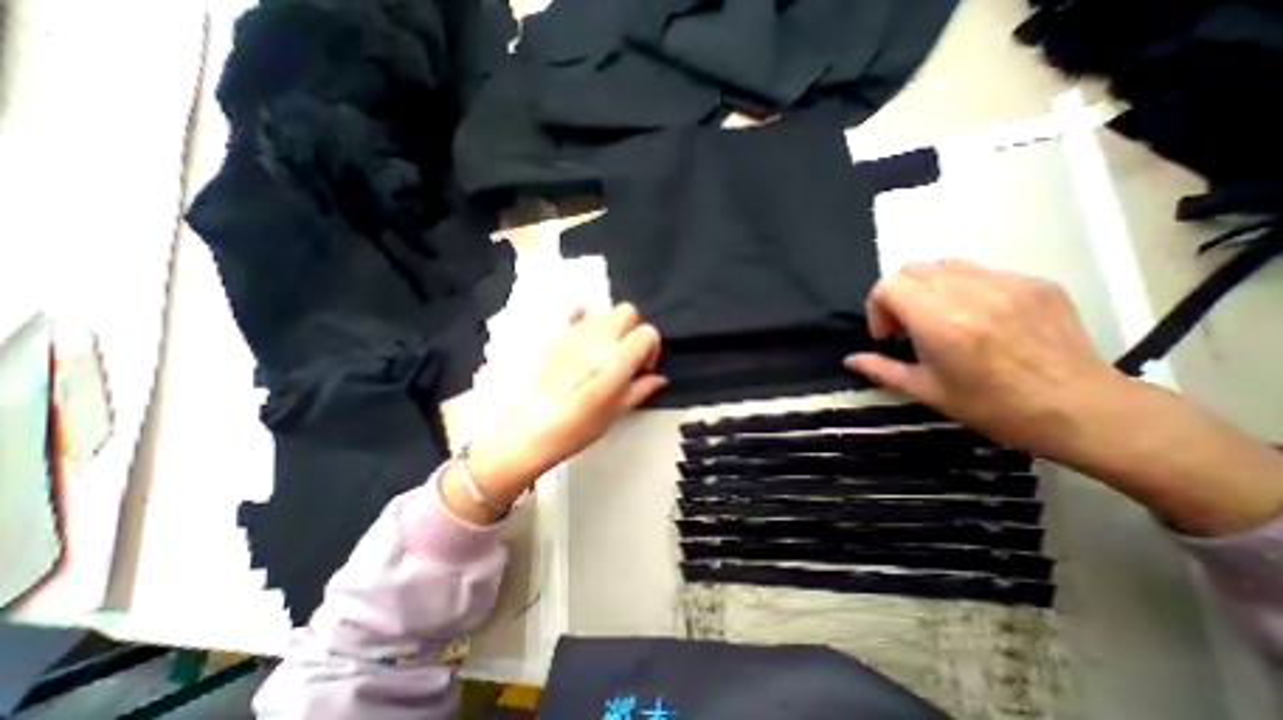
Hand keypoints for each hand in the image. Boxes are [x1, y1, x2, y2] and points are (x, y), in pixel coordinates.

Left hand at [444, 305, 660, 522]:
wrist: (533, 429)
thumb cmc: (578, 427)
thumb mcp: (617, 412)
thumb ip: (641, 389)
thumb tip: (659, 379)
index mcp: (617, 360)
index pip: (648, 333)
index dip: (652, 348)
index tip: (643, 368)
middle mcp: (599, 339)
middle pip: (628, 311)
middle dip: (634, 329)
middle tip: (627, 355)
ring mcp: (575, 333)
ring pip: (604, 311)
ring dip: (612, 326)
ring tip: (605, 351)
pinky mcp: (557, 335)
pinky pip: (576, 313)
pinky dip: (586, 319)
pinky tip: (585, 338)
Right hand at [843, 259, 1282, 534]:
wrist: (1082, 410)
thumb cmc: (993, 406)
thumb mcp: (926, 391)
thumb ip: (881, 369)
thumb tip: (850, 360)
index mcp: (940, 322)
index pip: (888, 286)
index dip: (877, 308)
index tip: (888, 336)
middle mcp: (970, 293)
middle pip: (912, 270)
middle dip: (898, 296)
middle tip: (909, 328)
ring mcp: (1007, 283)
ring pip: (945, 265)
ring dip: (928, 289)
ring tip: (940, 319)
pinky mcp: (1035, 283)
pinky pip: (981, 272)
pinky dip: (963, 289)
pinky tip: (977, 319)